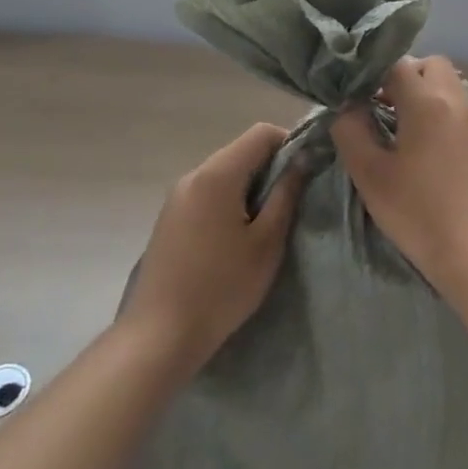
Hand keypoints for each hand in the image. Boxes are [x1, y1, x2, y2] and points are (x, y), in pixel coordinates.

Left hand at [122, 122, 304, 370]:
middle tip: (292, 202)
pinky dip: (230, 201)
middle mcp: (193, 176)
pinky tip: (237, 237)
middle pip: (241, 151)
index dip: (290, 144)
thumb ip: (287, 194)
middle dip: (271, 167)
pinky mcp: (170, 218)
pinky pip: (208, 193)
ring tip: (267, 223)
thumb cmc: (222, 287)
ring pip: (225, 173)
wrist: (160, 335)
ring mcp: (177, 197)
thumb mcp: (267, 242)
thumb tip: (303, 159)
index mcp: (217, 175)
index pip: (261, 133)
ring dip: (251, 186)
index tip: (307, 173)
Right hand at [329, 55, 467, 288]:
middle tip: (386, 108)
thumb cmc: (417, 211)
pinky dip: (448, 117)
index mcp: (427, 102)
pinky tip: (435, 152)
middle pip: (432, 65)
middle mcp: (458, 101)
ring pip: (453, 86)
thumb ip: (351, 131)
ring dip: (429, 96)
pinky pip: (466, 112)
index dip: (373, 74)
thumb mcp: (370, 174)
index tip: (359, 97)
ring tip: (409, 131)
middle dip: (407, 77)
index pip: (397, 64)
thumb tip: (347, 107)